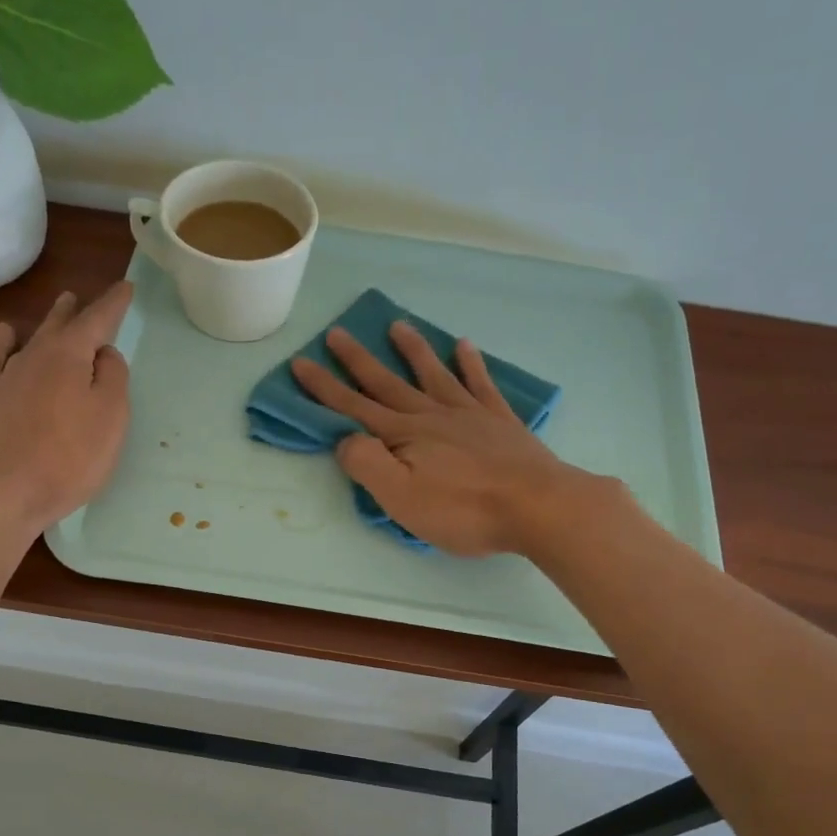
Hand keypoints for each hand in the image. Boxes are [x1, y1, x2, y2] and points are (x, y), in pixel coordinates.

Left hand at [0, 281, 134, 530]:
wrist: (7, 492)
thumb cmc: (71, 456)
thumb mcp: (111, 416)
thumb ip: (112, 377)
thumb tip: (103, 353)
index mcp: (69, 356)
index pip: (97, 320)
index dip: (113, 303)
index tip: (125, 287)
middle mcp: (35, 356)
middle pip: (58, 326)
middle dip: (74, 311)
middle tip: (79, 298)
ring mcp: (4, 377)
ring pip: (28, 341)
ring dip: (44, 326)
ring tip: (55, 313)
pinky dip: (0, 345)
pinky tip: (4, 338)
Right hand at [291, 322, 597, 556]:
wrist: (536, 505)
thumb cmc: (463, 510)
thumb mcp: (401, 498)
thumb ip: (367, 465)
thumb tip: (346, 439)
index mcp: (403, 436)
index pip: (354, 408)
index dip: (325, 387)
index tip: (301, 362)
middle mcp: (431, 415)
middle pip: (388, 383)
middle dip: (358, 360)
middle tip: (337, 332)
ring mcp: (468, 414)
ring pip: (432, 374)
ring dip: (412, 350)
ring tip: (397, 325)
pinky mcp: (499, 421)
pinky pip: (480, 383)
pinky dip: (471, 363)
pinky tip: (465, 345)